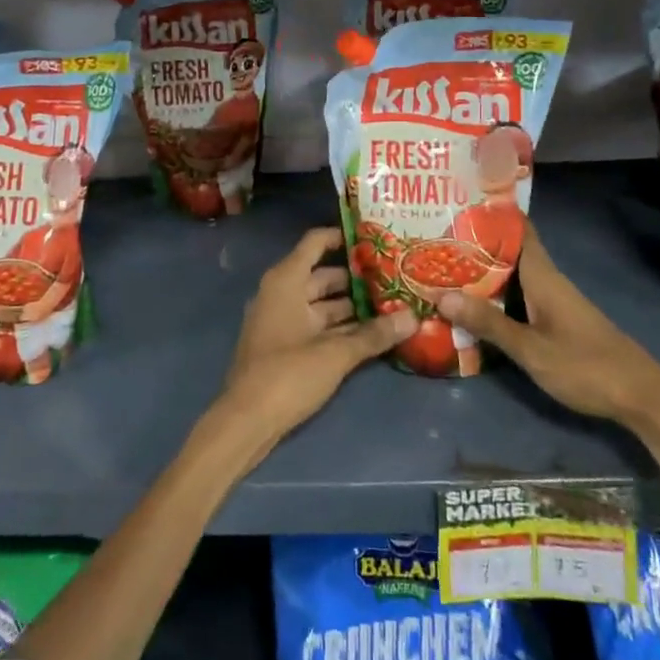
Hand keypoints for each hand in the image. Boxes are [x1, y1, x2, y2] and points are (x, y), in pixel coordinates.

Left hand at [219, 228, 414, 443]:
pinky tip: (370, 334)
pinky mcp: (285, 346)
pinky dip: (340, 327)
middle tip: (394, 276)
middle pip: (323, 275)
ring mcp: (282, 320)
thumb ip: (374, 334)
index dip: (343, 236)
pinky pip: (317, 325)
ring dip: (352, 306)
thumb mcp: (335, 354)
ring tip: (391, 304)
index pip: (316, 242)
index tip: (375, 238)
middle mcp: (282, 293)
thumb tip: (413, 317)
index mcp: (286, 281)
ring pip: (322, 304)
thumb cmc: (287, 375)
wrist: (246, 422)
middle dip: (357, 277)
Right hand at [438, 222, 659, 429]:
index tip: (458, 202)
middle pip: (508, 252)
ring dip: (482, 272)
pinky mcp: (555, 321)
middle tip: (433, 238)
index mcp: (543, 276)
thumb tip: (441, 296)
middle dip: (475, 245)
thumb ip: (489, 323)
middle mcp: (547, 281)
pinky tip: (472, 305)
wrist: (640, 397)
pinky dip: (495, 295)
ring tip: (442, 267)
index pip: (518, 229)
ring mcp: (552, 301)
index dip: (492, 213)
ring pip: (511, 276)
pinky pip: (518, 297)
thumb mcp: (531, 349)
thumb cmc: (586, 366)